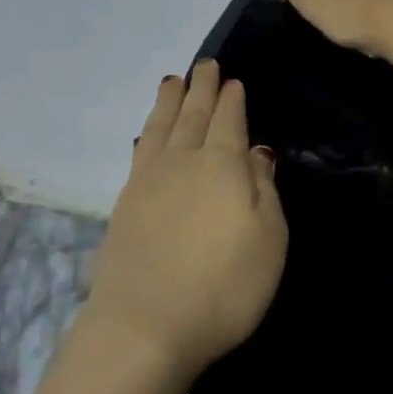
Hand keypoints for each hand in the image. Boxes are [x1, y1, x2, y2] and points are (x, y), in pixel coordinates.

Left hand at [85, 61, 286, 381]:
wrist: (145, 327)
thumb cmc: (224, 287)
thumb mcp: (268, 240)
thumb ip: (264, 190)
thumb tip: (258, 153)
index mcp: (223, 166)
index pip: (229, 122)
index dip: (232, 100)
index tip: (232, 81)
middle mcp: (183, 163)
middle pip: (193, 116)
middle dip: (201, 89)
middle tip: (204, 65)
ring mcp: (148, 182)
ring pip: (161, 128)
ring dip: (169, 103)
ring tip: (172, 82)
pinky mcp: (124, 205)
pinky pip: (139, 153)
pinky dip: (147, 135)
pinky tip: (146, 134)